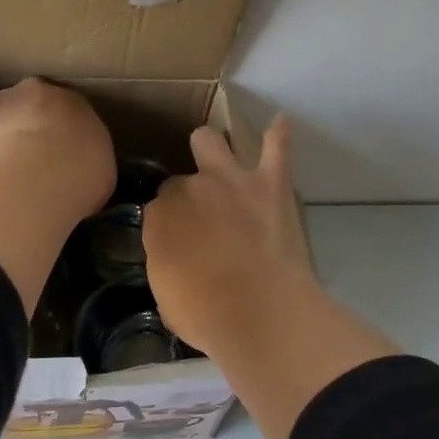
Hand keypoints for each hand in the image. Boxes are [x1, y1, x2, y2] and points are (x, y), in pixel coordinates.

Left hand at [0, 78, 115, 223]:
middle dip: (27, 123)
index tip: (59, 155)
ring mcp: (2, 100)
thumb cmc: (81, 177)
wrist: (40, 176)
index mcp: (77, 104)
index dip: (61, 133)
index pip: (68, 112)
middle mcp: (40, 92)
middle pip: (30, 102)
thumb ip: (88, 165)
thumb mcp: (100, 175)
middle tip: (27, 156)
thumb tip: (76, 175)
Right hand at [144, 116, 315, 354]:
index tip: (180, 243)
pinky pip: (276, 146)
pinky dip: (277, 135)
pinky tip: (279, 123)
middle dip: (188, 192)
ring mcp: (231, 179)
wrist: (259, 311)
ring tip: (219, 159)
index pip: (158, 211)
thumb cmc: (206, 315)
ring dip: (212, 149)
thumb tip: (177, 256)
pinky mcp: (271, 182)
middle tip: (203, 215)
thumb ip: (168, 263)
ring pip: (211, 141)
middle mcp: (191, 188)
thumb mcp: (167, 295)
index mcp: (160, 218)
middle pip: (182, 178)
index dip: (170, 226)